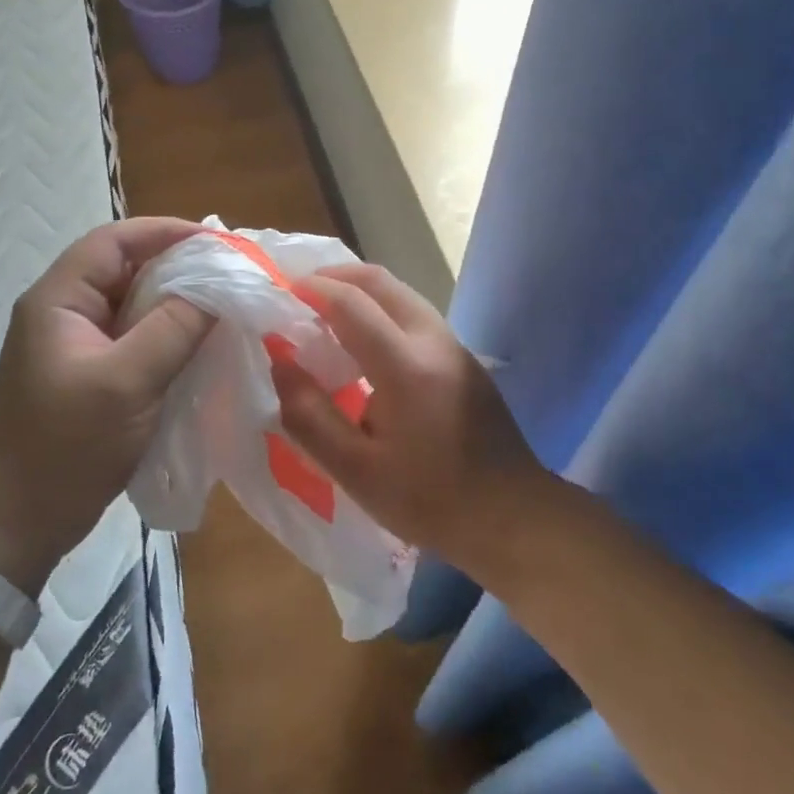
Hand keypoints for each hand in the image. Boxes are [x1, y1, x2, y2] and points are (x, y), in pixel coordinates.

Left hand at [0, 218, 213, 594]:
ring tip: (224, 304)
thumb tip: (220, 286)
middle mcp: (64, 311)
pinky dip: (167, 332)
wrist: (21, 523)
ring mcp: (76, 344)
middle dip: (177, 265)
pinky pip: (134, 336)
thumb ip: (174, 327)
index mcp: (58, 300)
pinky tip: (200, 343)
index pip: (113, 242)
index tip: (218, 242)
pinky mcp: (90, 372)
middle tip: (230, 273)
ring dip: (175, 300)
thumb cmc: (67, 447)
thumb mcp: (126, 382)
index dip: (165, 232)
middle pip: (124, 268)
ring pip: (132, 303)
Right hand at [270, 262, 546, 571]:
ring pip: (401, 293)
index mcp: (406, 366)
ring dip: (360, 290)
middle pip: (380, 281)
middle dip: (336, 276)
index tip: (280, 292)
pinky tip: (364, 339)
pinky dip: (381, 308)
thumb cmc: (430, 500)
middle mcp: (433, 340)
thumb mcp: (355, 471)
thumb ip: (309, 415)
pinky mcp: (464, 358)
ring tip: (325, 311)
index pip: (351, 303)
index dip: (312, 290)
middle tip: (299, 291)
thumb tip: (280, 362)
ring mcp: (454, 345)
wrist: (513, 517)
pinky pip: (414, 312)